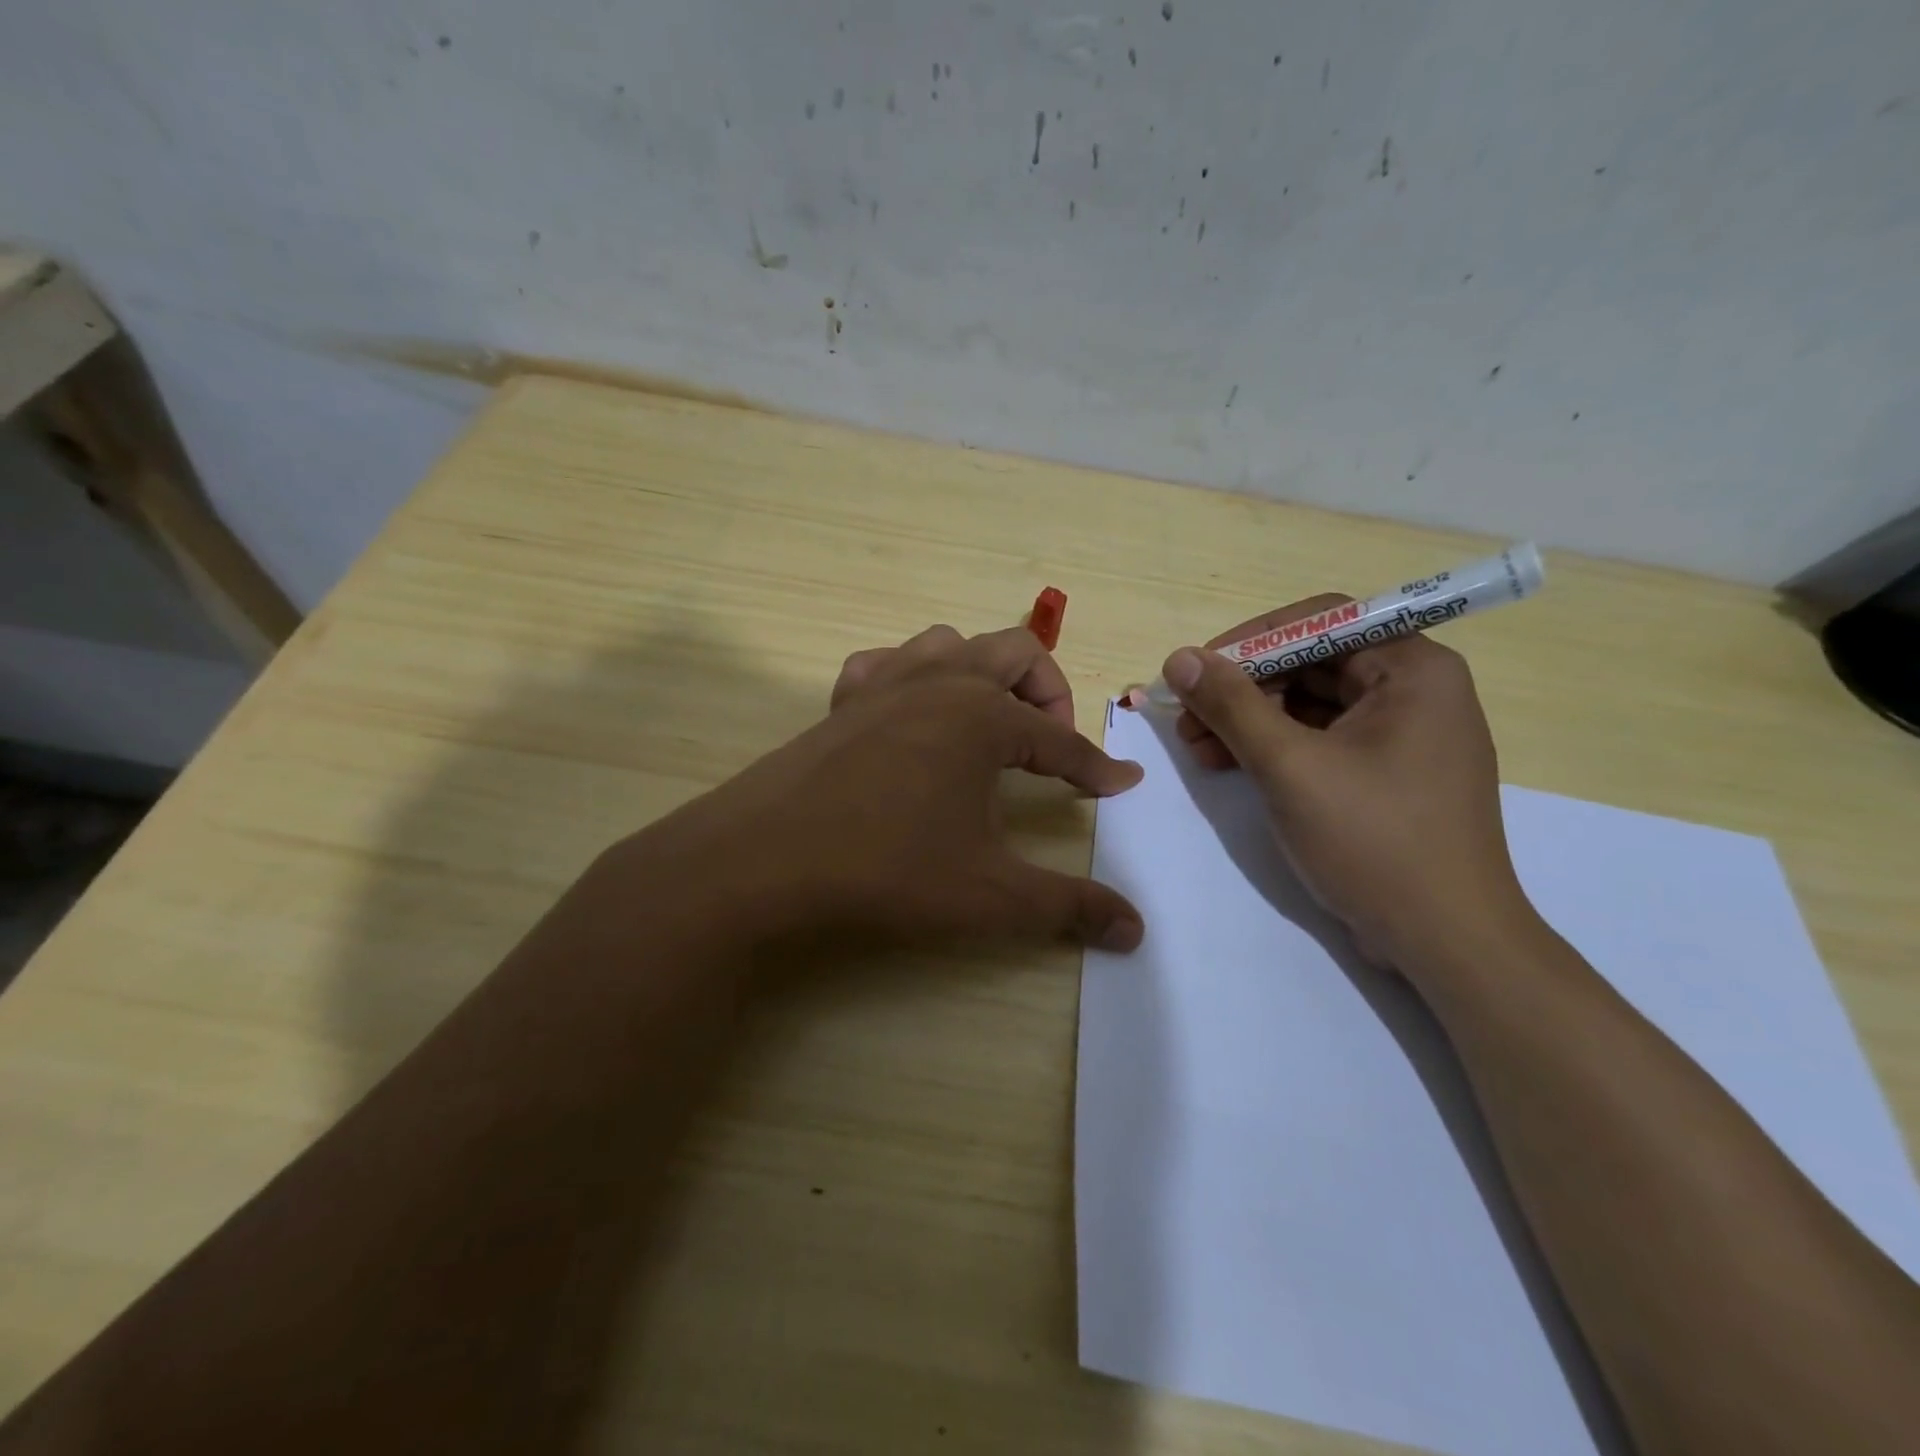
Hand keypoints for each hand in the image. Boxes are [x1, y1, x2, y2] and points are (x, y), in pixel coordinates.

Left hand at [643, 625, 1145, 952]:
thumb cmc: (887, 870)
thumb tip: (1136, 929)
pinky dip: (911, 676)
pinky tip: (908, 716)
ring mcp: (883, 685)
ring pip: (950, 643)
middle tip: (1053, 745)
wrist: (762, 863)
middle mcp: (938, 684)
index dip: (1096, 767)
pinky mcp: (840, 703)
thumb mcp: (990, 895)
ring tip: (990, 722)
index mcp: (984, 717)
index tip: (1121, 785)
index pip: (1060, 739)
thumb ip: (1069, 907)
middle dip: (1050, 691)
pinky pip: (884, 665)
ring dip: (983, 670)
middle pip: (1015, 652)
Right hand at [1162, 596, 1531, 969]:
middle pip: (1311, 663)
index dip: (1250, 641)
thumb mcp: (1290, 767)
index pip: (1320, 622)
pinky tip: (1229, 766)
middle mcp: (1414, 690)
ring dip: (1249, 721)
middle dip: (1242, 689)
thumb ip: (1232, 706)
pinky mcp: (1386, 773)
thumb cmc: (1374, 841)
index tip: (1196, 672)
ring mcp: (1401, 735)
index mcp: (1413, 670)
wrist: (1445, 942)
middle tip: (1187, 719)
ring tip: (1197, 748)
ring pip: (1309, 704)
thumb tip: (1179, 659)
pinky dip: (1274, 748)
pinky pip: (1320, 739)